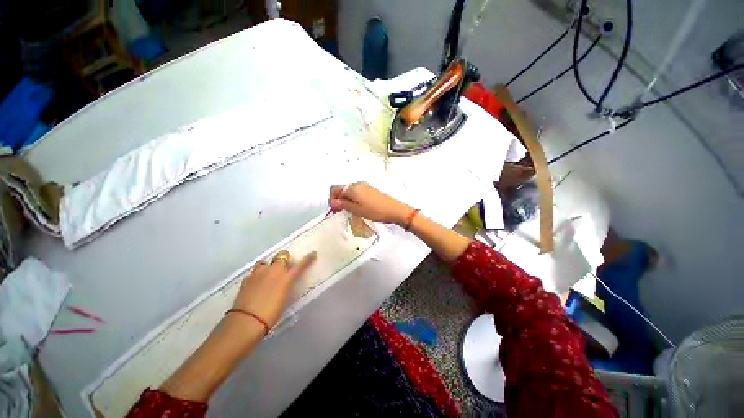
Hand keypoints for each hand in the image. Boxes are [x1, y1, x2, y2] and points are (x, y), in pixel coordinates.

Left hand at [232, 250, 315, 327]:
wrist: (247, 321)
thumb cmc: (271, 314)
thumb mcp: (284, 299)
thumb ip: (286, 286)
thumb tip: (285, 283)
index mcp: (286, 277)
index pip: (301, 265)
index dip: (308, 259)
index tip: (312, 254)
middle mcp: (274, 271)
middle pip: (282, 255)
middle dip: (284, 258)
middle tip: (284, 267)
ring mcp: (259, 273)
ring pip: (266, 261)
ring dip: (268, 266)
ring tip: (267, 275)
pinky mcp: (246, 278)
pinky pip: (254, 272)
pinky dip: (257, 276)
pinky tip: (256, 284)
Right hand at [328, 182, 412, 224]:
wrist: (394, 210)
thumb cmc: (376, 211)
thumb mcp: (356, 210)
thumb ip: (343, 204)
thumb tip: (333, 202)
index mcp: (352, 188)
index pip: (334, 188)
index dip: (331, 198)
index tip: (334, 209)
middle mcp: (357, 184)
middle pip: (341, 189)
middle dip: (338, 199)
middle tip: (340, 211)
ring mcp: (365, 186)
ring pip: (349, 191)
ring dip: (346, 200)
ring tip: (350, 211)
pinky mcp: (370, 190)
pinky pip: (356, 193)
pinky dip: (353, 199)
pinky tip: (358, 208)